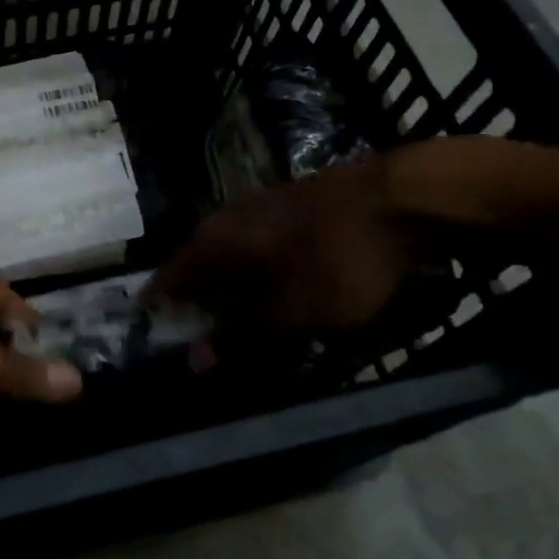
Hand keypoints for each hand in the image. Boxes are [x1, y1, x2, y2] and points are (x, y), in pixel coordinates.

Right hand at [151, 152, 421, 336]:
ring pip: (229, 254)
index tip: (156, 336)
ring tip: (241, 319)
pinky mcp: (288, 205)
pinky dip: (256, 272)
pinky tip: (276, 287)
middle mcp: (224, 218)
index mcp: (213, 241)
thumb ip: (241, 337)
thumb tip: (195, 361)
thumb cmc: (339, 260)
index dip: (160, 310)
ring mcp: (258, 206)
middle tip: (204, 337)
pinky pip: (256, 246)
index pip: (168, 279)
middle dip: (197, 302)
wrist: (403, 197)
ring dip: (229, 288)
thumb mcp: (293, 313)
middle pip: (197, 265)